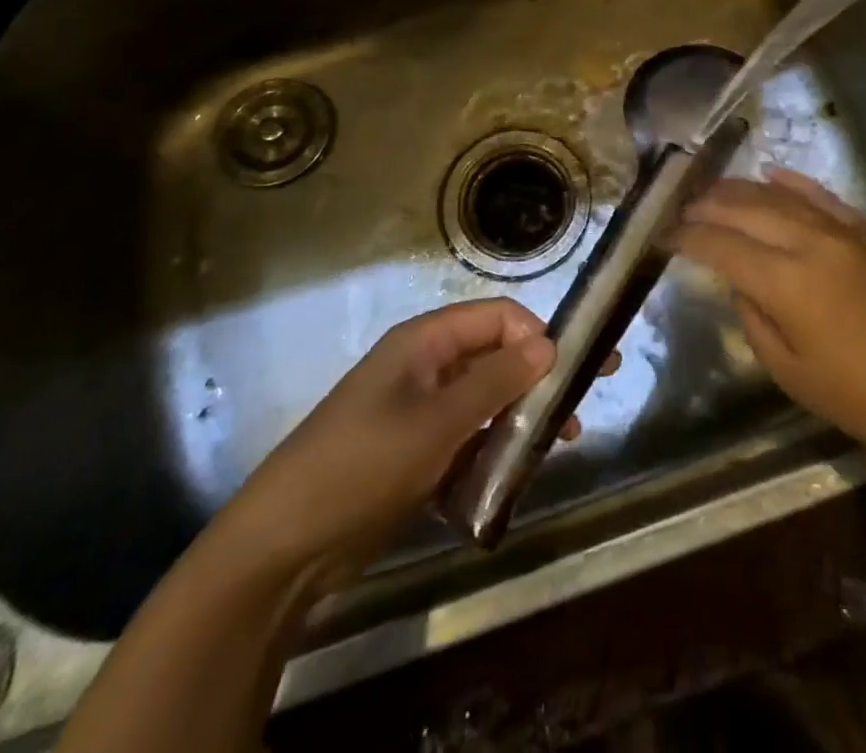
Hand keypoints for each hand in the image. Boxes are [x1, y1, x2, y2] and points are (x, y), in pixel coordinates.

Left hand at [218, 300, 563, 586]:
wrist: (284, 547)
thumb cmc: (362, 465)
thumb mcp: (436, 422)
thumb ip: (495, 381)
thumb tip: (549, 344)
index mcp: (425, 341)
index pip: (497, 317)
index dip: (538, 335)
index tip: (575, 369)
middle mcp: (426, 366)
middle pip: (495, 356)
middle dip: (538, 378)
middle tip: (581, 408)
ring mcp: (420, 411)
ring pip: (485, 400)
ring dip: (521, 417)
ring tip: (558, 446)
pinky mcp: (416, 453)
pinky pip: (468, 437)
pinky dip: (493, 449)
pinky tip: (515, 474)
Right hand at [673, 169, 865, 464]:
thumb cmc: (857, 396)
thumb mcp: (788, 371)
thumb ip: (754, 317)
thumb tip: (741, 280)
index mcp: (787, 282)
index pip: (723, 247)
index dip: (688, 238)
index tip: (663, 233)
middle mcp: (811, 244)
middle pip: (747, 210)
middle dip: (708, 205)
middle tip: (681, 203)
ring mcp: (843, 233)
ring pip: (781, 198)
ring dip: (742, 189)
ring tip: (713, 187)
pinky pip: (824, 198)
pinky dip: (795, 184)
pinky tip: (773, 174)